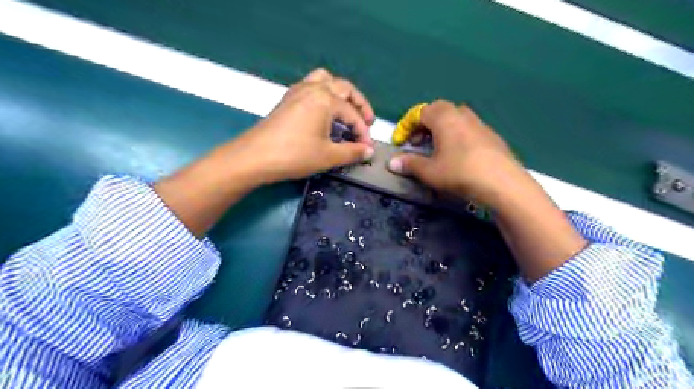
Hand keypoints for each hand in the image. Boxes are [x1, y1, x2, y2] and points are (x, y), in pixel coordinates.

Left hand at [229, 68, 377, 184]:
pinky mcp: (287, 99)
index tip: (367, 147)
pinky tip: (323, 111)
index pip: (352, 114)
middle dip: (359, 104)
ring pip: (325, 80)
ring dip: (340, 93)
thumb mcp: (328, 156)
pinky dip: (324, 93)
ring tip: (346, 110)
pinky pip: (311, 86)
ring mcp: (298, 91)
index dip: (363, 132)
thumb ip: (352, 152)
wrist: (254, 157)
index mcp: (325, 99)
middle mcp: (313, 88)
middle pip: (344, 87)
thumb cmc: (294, 155)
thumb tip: (369, 151)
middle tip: (366, 122)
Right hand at [385, 100, 526, 206]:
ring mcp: (479, 124)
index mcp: (444, 117)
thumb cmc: (459, 172)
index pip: (419, 112)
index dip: (406, 126)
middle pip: (438, 111)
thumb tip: (392, 163)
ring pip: (454, 119)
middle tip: (417, 143)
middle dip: (423, 126)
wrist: (502, 182)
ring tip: (436, 149)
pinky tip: (457, 156)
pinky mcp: (491, 136)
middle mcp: (462, 114)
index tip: (400, 142)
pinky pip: (467, 129)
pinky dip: (456, 137)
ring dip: (441, 131)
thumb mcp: (429, 171)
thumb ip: (409, 164)